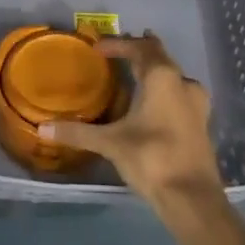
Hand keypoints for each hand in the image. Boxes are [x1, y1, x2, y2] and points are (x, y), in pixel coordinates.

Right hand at [41, 34, 220, 205]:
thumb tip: (43, 128)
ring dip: (154, 70)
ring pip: (173, 74)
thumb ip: (77, 133)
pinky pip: (180, 93)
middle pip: (159, 56)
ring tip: (135, 72)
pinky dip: (165, 89)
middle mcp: (182, 82)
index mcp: (162, 77)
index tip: (97, 48)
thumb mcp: (111, 143)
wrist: (193, 200)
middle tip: (117, 51)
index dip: (118, 44)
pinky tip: (154, 103)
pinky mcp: (202, 122)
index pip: (138, 48)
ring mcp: (197, 103)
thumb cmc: (152, 159)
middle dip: (138, 51)